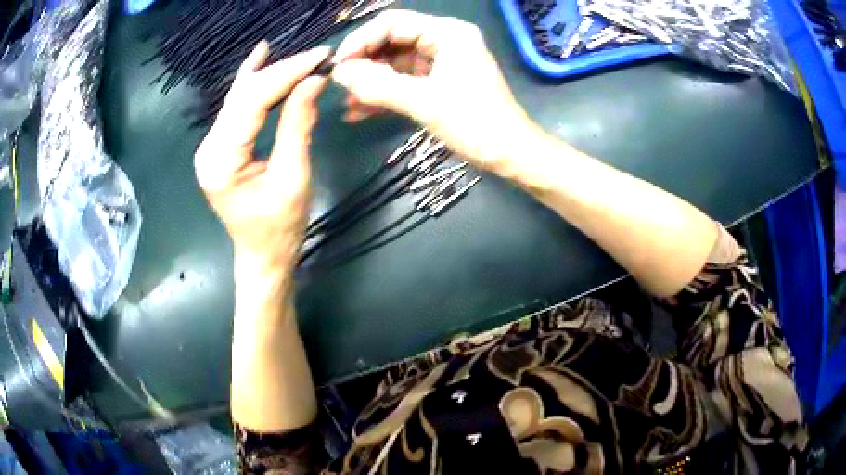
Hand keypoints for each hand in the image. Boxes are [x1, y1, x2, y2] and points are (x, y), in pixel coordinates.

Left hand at [195, 42, 329, 274]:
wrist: (263, 256)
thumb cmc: (280, 228)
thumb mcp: (293, 177)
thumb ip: (298, 124)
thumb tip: (314, 79)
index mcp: (221, 160)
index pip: (253, 101)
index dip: (287, 74)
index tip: (320, 56)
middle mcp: (209, 147)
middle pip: (244, 95)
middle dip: (282, 71)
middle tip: (317, 56)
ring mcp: (211, 146)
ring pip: (240, 97)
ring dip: (270, 74)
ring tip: (299, 55)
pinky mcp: (220, 146)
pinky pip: (237, 108)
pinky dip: (253, 83)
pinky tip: (259, 57)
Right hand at [331, 10, 538, 172]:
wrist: (511, 155)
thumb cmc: (476, 125)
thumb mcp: (425, 103)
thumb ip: (379, 85)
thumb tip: (338, 73)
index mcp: (447, 33)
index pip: (392, 23)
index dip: (360, 41)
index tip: (338, 66)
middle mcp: (443, 40)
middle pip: (391, 41)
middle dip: (364, 63)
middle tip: (340, 86)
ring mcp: (441, 61)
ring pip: (395, 63)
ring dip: (371, 82)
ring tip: (347, 102)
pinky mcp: (439, 82)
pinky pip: (405, 81)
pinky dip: (385, 95)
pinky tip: (359, 111)